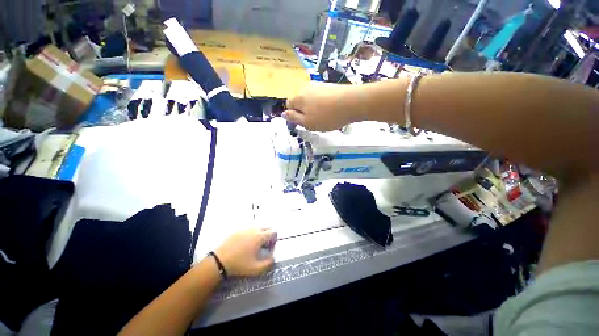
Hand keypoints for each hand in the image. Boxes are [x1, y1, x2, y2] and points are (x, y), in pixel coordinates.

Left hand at [215, 229, 274, 276]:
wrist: (220, 261)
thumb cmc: (240, 264)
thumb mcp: (256, 269)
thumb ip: (268, 263)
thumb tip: (273, 257)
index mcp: (260, 237)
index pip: (273, 232)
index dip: (274, 239)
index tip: (269, 247)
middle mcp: (254, 230)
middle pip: (266, 227)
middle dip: (268, 235)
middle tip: (263, 246)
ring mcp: (245, 229)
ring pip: (257, 227)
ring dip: (259, 234)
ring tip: (253, 245)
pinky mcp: (237, 230)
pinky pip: (248, 229)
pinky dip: (250, 234)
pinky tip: (244, 244)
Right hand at [283, 82, 367, 130]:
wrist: (352, 103)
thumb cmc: (327, 116)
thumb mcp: (307, 123)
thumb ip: (294, 118)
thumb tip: (283, 114)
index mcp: (298, 97)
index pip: (288, 104)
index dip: (293, 114)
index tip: (302, 122)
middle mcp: (306, 88)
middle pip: (299, 100)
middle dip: (303, 111)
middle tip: (314, 121)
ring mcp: (318, 85)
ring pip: (310, 99)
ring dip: (313, 107)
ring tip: (324, 116)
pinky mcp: (329, 86)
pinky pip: (320, 96)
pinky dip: (322, 103)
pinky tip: (331, 110)